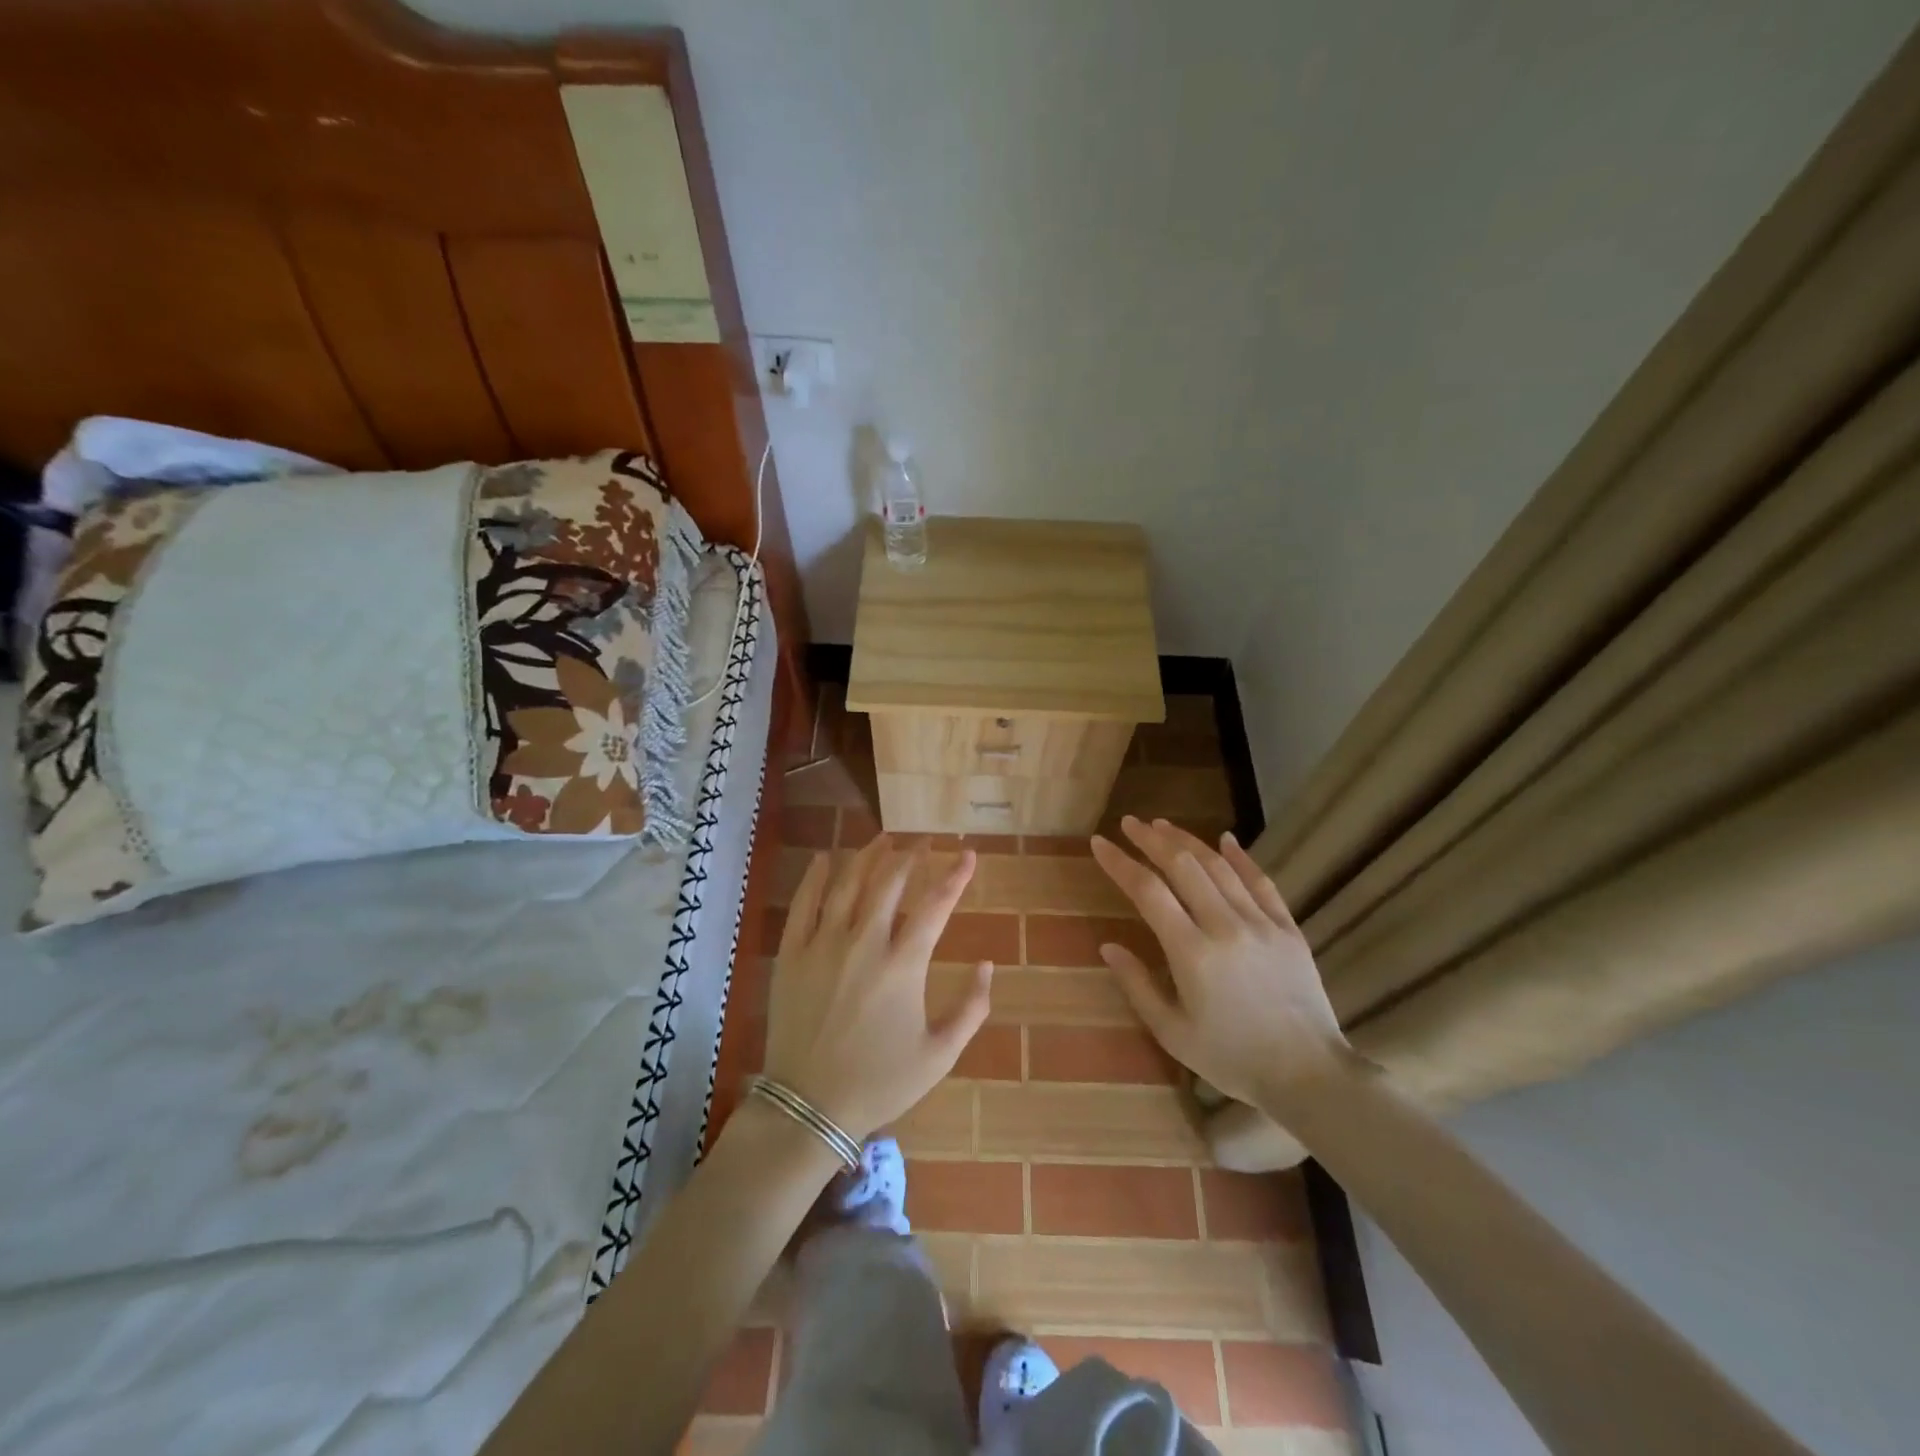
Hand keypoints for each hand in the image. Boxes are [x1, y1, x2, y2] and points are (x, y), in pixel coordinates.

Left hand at [764, 836, 993, 1140]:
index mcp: (903, 965)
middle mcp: (864, 943)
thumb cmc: (879, 1082)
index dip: (955, 875)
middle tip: (923, 842)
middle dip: (911, 856)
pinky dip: (814, 876)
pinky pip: (803, 903)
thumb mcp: (939, 1055)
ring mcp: (823, 945)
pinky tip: (823, 859)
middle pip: (890, 883)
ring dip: (868, 856)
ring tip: (883, 839)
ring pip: (847, 884)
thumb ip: (971, 1009)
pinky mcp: (792, 954)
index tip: (968, 854)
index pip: (935, 905)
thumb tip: (987, 965)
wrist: (810, 1106)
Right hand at [1090, 816, 1348, 1109]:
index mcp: (1191, 952)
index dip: (1120, 863)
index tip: (1100, 843)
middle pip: (1182, 866)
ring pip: (1219, 867)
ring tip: (1163, 825)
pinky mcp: (1287, 928)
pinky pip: (1261, 882)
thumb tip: (1108, 946)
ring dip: (1188, 841)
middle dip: (1151, 839)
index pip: (1148, 891)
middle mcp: (1224, 926)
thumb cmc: (1232, 1059)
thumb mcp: (1172, 1032)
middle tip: (1130, 823)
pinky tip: (1226, 839)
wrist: (1308, 1075)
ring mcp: (1260, 923)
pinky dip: (1241, 857)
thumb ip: (1138, 985)